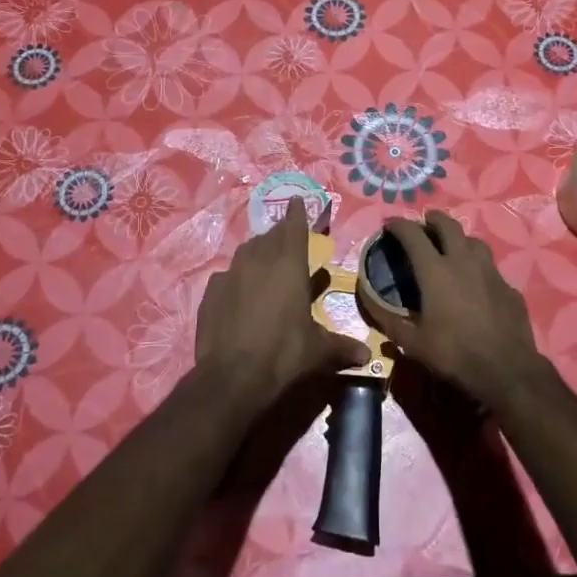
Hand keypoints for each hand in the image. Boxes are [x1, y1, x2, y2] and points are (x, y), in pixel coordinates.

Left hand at [195, 197, 370, 400]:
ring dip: (257, 252)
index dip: (297, 213)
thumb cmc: (283, 355)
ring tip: (265, 262)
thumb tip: (367, 356)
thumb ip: (342, 348)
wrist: (232, 376)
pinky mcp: (210, 293)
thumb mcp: (318, 352)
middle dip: (280, 234)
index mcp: (289, 265)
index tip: (296, 200)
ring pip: (246, 252)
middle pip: (270, 236)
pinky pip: (226, 276)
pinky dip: (236, 278)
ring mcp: (230, 275)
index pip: (294, 227)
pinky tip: (238, 292)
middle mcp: (258, 261)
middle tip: (288, 238)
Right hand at [373, 213, 550, 409]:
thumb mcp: (411, 342)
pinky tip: (476, 283)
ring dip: (459, 238)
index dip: (399, 225)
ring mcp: (491, 272)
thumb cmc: (453, 354)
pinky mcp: (509, 288)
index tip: (389, 224)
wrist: (507, 370)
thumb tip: (365, 296)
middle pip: (448, 226)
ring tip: (452, 247)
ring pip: (474, 242)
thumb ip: (386, 317)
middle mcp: (464, 262)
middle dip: (433, 219)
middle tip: (424, 222)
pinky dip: (478, 267)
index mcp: (436, 271)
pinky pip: (490, 268)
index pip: (413, 235)